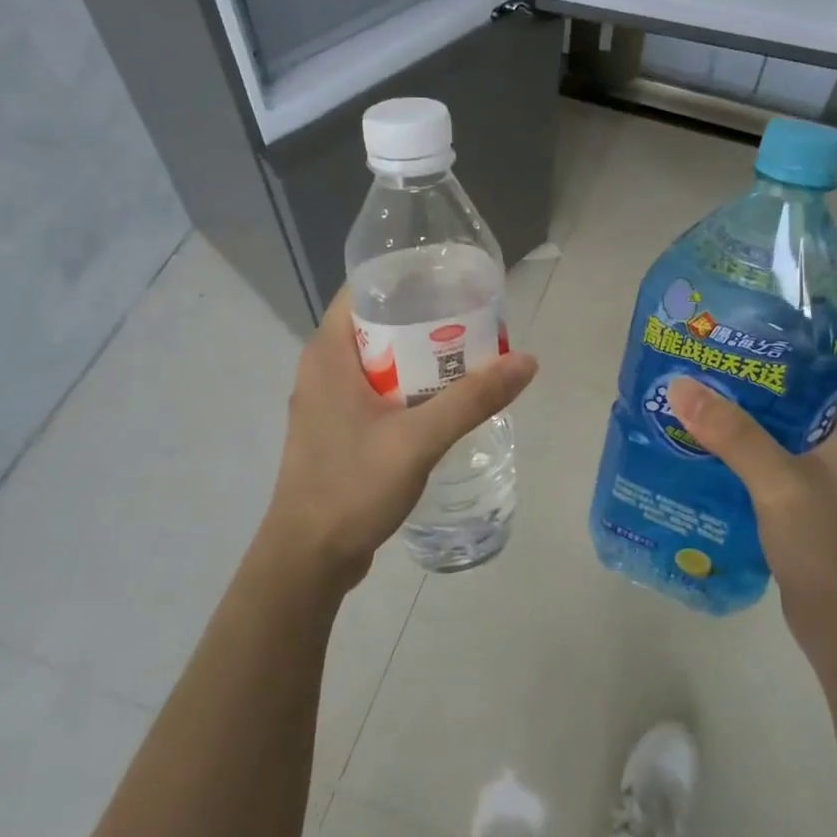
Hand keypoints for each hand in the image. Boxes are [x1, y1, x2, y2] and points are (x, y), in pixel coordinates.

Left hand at [256, 288, 537, 597]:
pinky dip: (409, 389)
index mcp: (328, 352)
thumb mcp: (418, 440)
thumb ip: (472, 400)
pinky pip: (377, 392)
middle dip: (426, 322)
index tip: (455, 282)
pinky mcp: (337, 430)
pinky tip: (443, 403)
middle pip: (379, 325)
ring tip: (470, 359)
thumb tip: (527, 361)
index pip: (367, 289)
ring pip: (380, 362)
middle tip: (476, 324)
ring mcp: (327, 401)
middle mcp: (322, 368)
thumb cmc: (353, 486)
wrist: (308, 558)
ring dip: (421, 359)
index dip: (410, 279)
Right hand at [668, 336, 836, 660]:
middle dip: (771, 358)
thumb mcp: (780, 484)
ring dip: (756, 399)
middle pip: (814, 379)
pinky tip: (710, 433)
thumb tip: (680, 385)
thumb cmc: (833, 548)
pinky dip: (751, 436)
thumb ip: (733, 434)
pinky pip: (780, 449)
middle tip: (718, 338)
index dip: (816, 321)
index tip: (765, 304)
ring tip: (705, 376)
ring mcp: (834, 467)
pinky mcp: (813, 493)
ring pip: (793, 416)